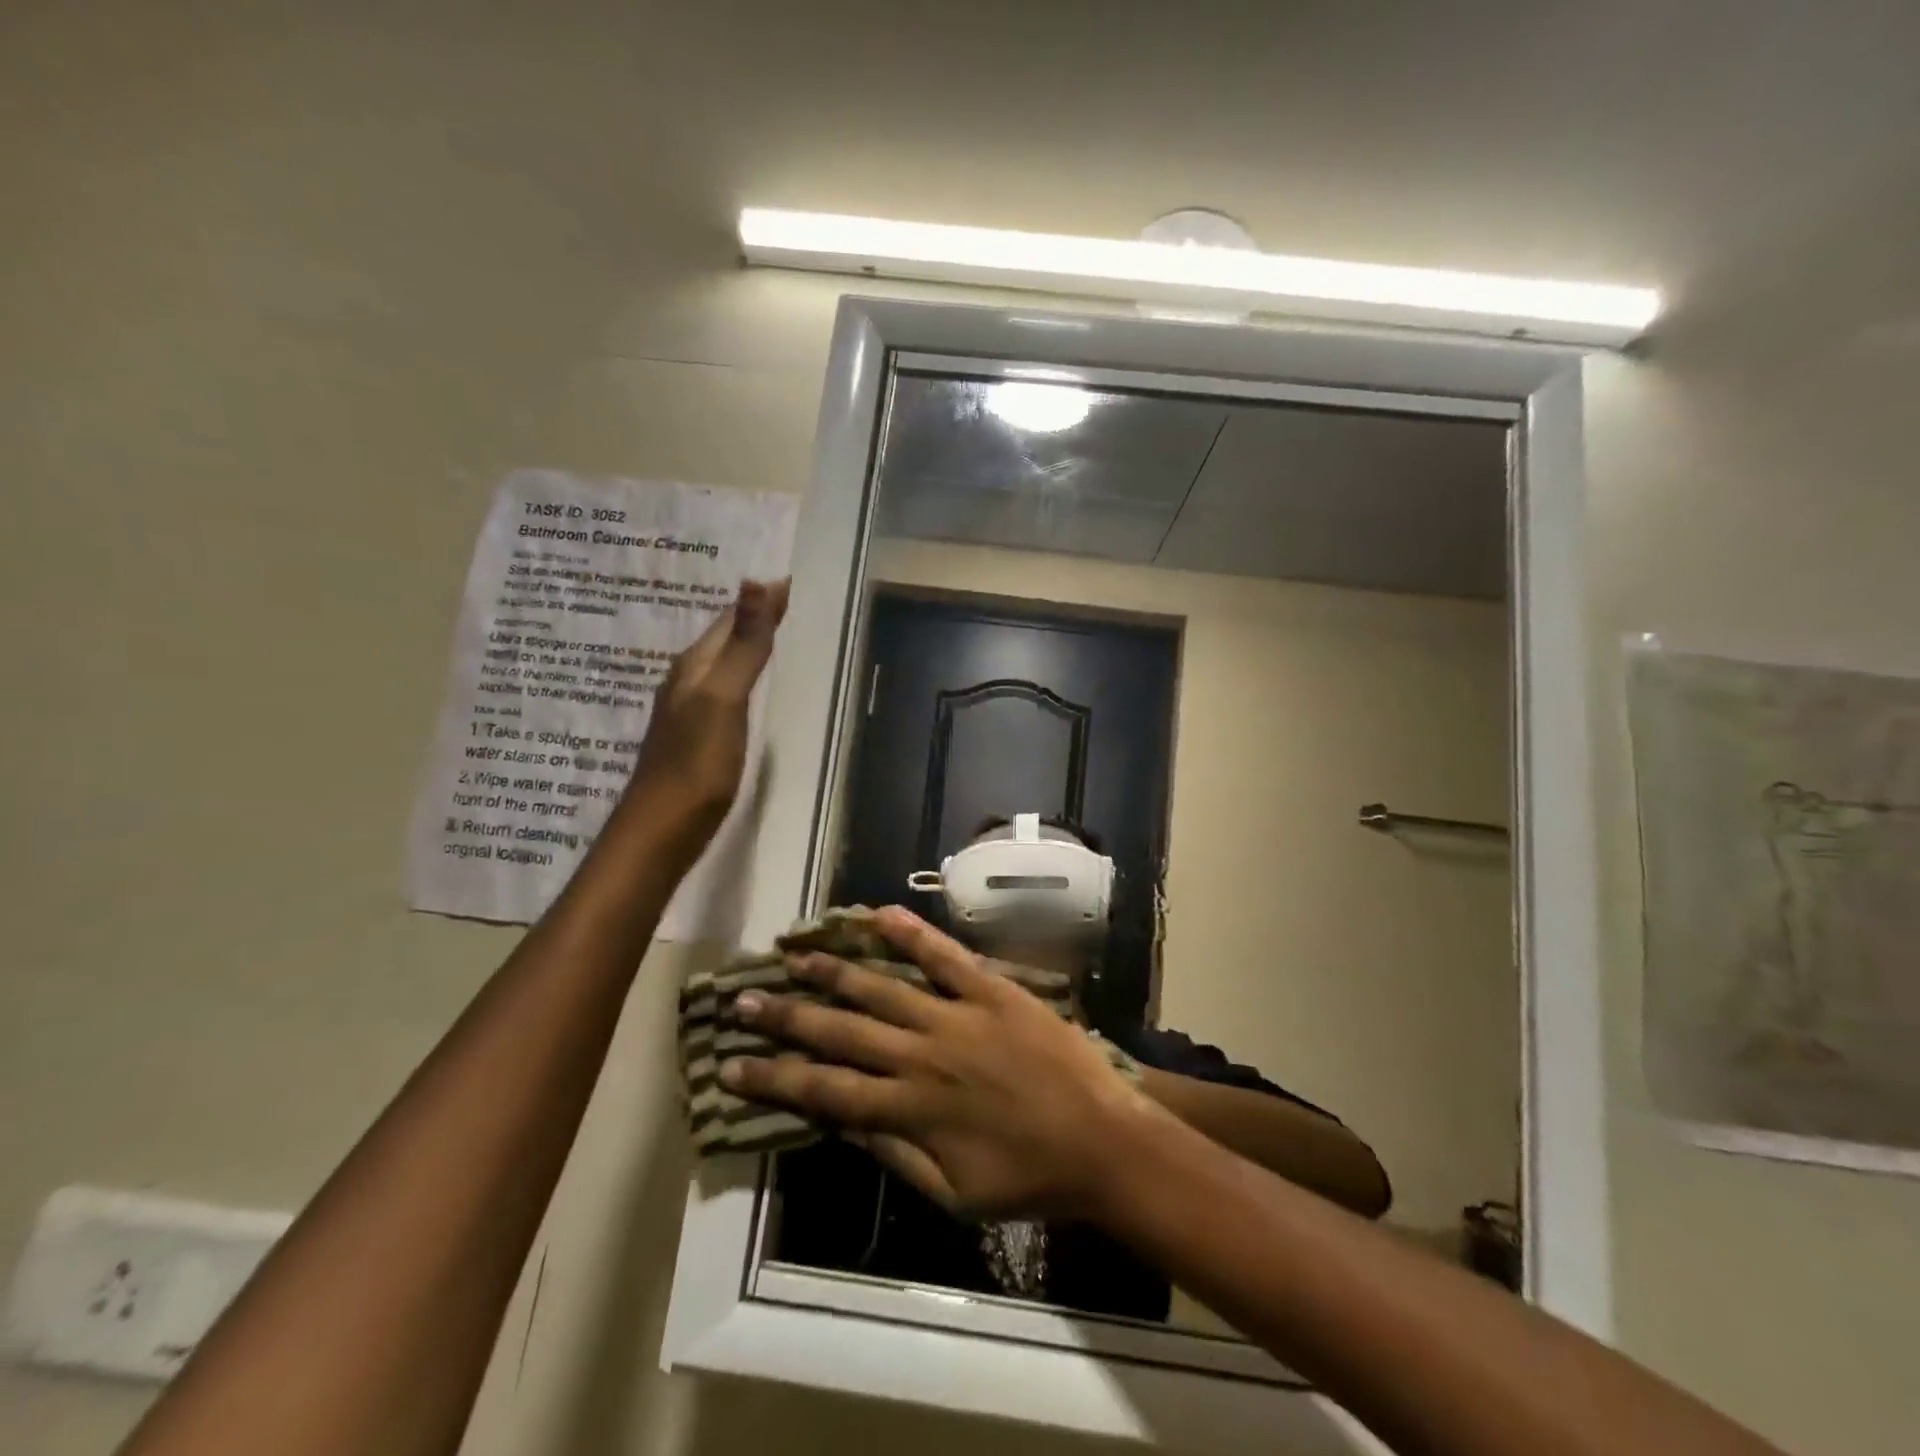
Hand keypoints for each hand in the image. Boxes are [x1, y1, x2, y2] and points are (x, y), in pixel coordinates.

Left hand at [629, 578, 787, 820]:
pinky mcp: (697, 738)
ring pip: (722, 664)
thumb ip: (743, 644)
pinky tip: (752, 688)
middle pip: (724, 637)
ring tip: (777, 633)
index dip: (762, 599)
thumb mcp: (723, 699)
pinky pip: (724, 691)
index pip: (730, 618)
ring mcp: (689, 711)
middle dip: (753, 615)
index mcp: (693, 666)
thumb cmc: (695, 765)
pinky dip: (743, 677)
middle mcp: (687, 681)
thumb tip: (756, 580)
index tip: (794, 580)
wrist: (660, 832)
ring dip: (746, 645)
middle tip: (791, 600)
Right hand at [722, 908, 1163, 1219]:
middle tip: (743, 1000)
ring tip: (793, 954)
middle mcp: (922, 1055)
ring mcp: (957, 1016)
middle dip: (786, 1016)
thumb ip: (893, 1154)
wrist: (1102, 1142)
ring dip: (834, 971)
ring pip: (882, 987)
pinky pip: (945, 956)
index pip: (824, 1090)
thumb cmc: (1027, 1179)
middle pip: (840, 1031)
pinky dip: (912, 934)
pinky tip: (879, 914)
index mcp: (909, 1110)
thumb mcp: (952, 1193)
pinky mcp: (992, 990)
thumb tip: (838, 1124)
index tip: (731, 1064)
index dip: (774, 1077)